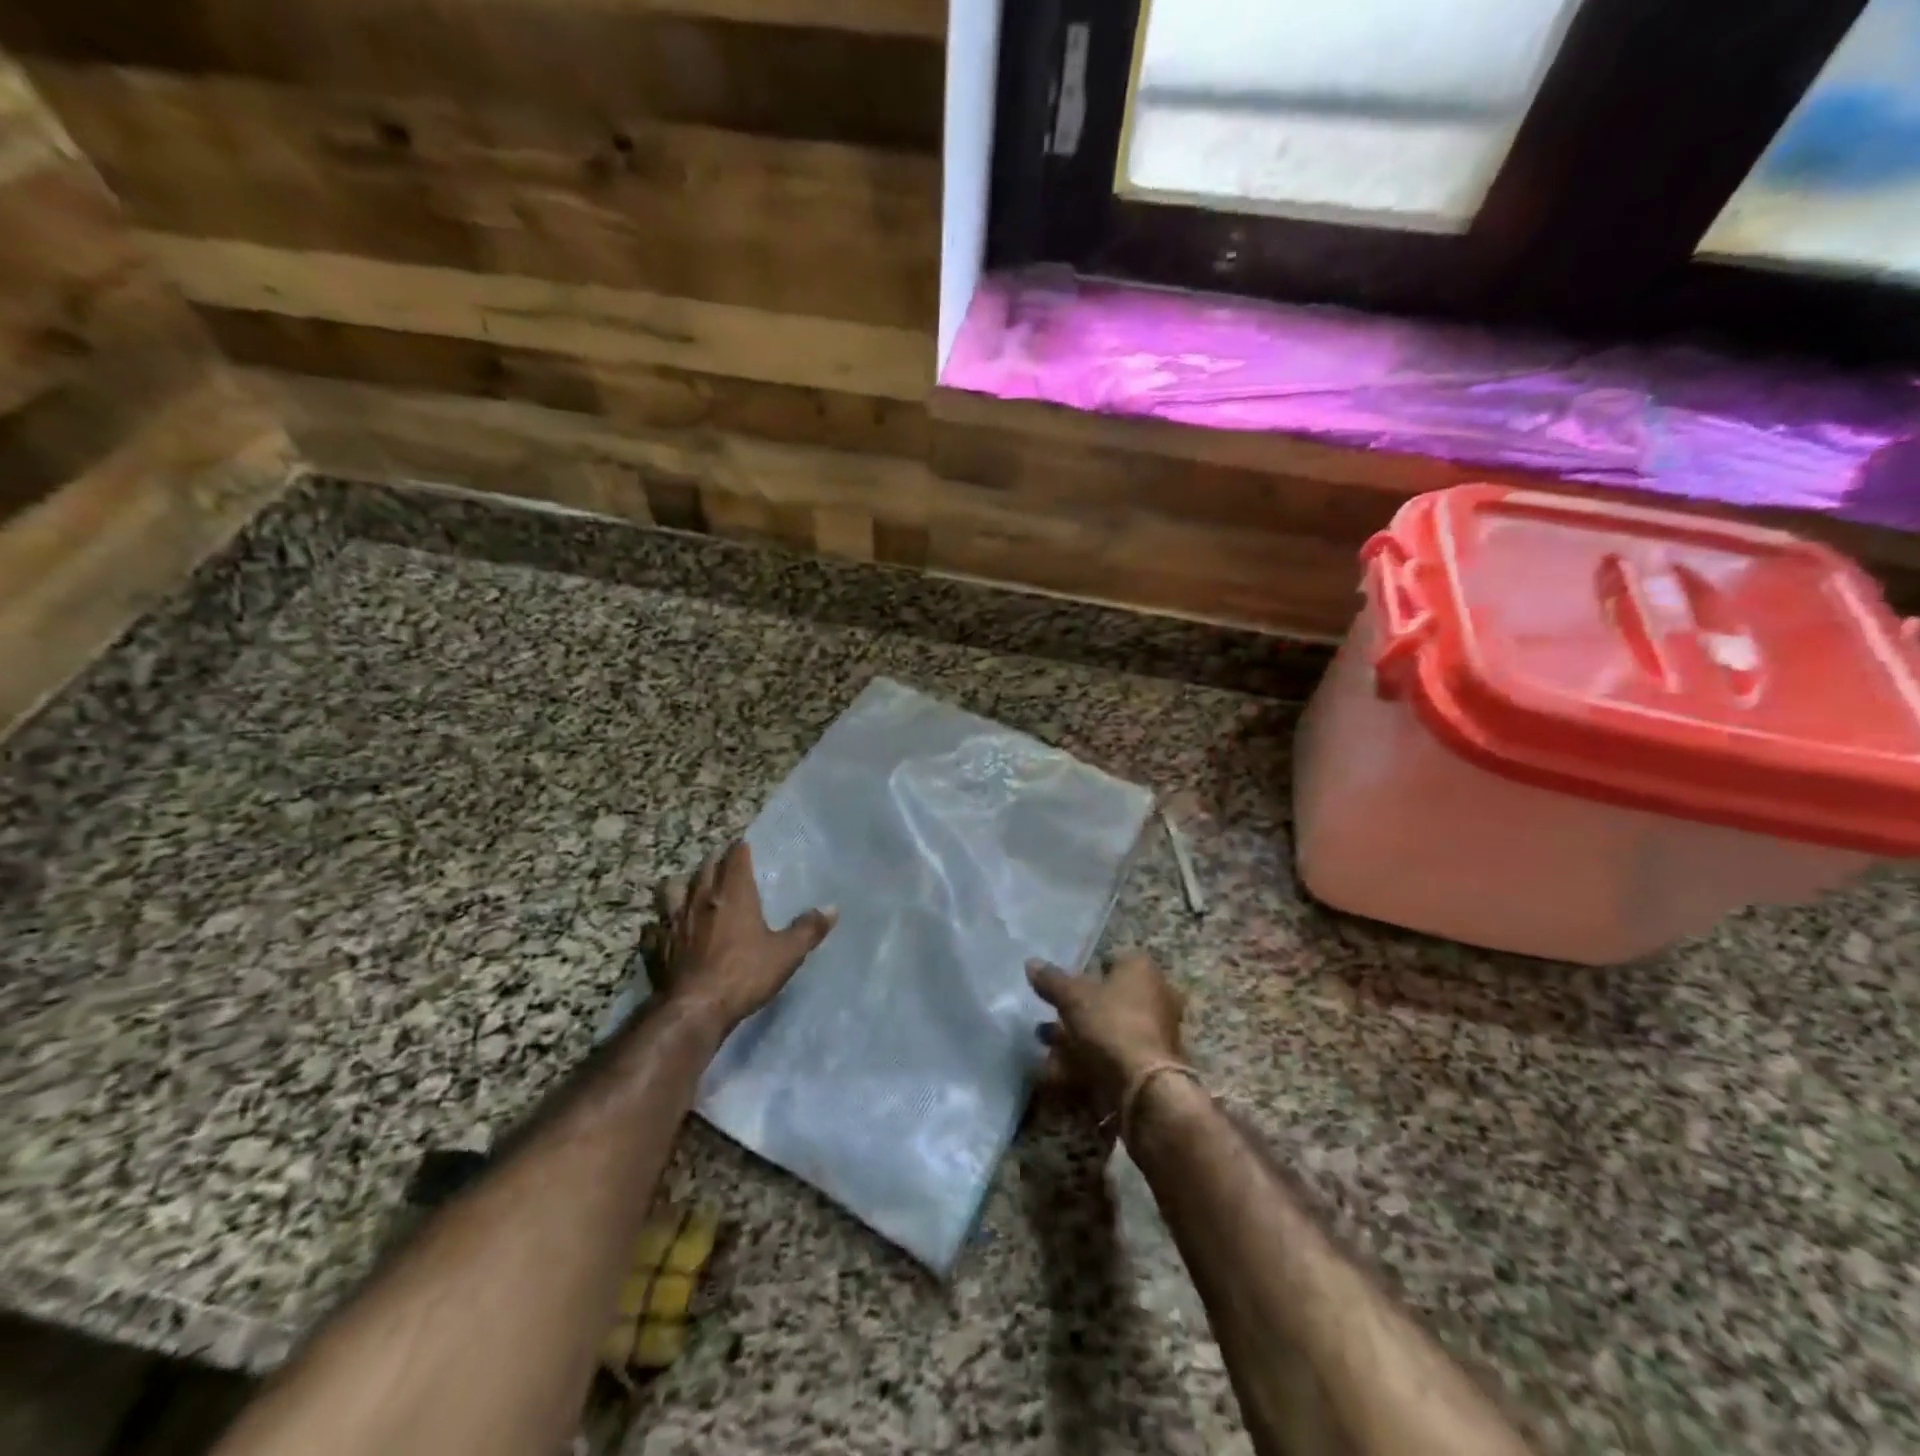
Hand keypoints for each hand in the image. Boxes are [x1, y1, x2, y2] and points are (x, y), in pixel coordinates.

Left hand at [647, 842, 835, 1033]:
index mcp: (734, 894)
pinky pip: (655, 925)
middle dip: (715, 862)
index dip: (740, 849)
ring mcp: (674, 921)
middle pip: (705, 868)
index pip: (735, 857)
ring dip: (682, 886)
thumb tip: (832, 908)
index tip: (744, 846)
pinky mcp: (656, 945)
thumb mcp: (787, 954)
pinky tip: (665, 929)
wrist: (694, 1008)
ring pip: (672, 890)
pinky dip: (660, 923)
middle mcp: (701, 899)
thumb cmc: (744, 974)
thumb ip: (809, 929)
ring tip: (690, 890)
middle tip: (724, 864)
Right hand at [1027, 950, 1185, 1123]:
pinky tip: (1054, 1070)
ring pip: (1107, 1030)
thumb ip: (1051, 980)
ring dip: (1075, 1037)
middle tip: (1048, 1014)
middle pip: (1108, 999)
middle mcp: (1155, 998)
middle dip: (1077, 1009)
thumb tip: (1031, 963)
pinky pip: (1109, 1058)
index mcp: (1142, 971)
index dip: (1087, 969)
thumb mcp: (1072, 996)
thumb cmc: (1111, 1024)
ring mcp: (1153, 1035)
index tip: (1064, 982)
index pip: (1113, 961)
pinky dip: (1083, 1062)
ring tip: (1043, 1041)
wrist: (1143, 1086)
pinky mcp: (1147, 1067)